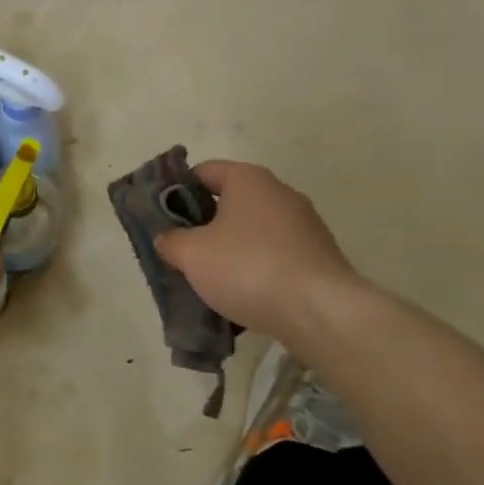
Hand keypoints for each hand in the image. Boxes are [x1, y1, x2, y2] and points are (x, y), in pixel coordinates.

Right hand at [155, 161, 365, 340]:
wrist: (321, 312)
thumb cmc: (248, 268)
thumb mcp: (191, 254)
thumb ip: (170, 241)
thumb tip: (168, 239)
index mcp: (248, 179)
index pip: (203, 172)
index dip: (177, 191)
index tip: (162, 219)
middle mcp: (279, 193)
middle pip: (228, 203)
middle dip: (202, 227)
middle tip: (180, 252)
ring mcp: (304, 225)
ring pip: (251, 232)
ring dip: (228, 252)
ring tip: (208, 281)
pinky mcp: (317, 257)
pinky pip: (273, 257)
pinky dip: (254, 271)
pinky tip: (242, 297)